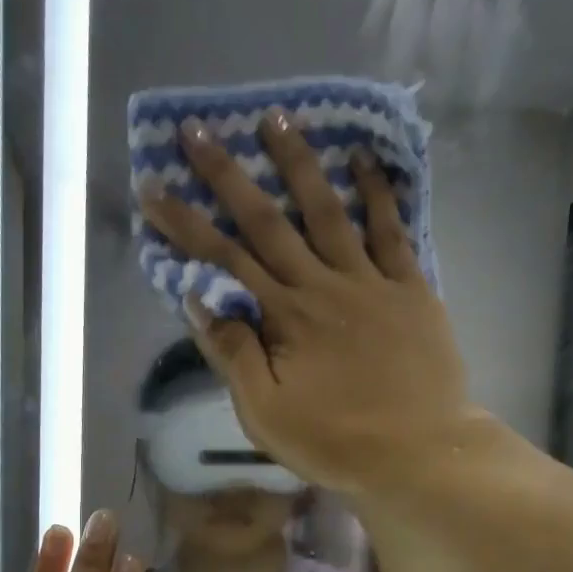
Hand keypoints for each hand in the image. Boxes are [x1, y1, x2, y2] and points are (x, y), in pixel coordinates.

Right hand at [141, 108, 480, 495]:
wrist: (419, 453)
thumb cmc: (337, 443)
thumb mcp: (267, 415)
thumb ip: (234, 355)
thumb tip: (200, 299)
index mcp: (283, 318)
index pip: (223, 260)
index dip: (185, 222)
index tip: (153, 185)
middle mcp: (321, 285)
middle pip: (267, 221)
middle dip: (227, 174)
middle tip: (198, 129)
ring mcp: (369, 282)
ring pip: (328, 210)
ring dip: (299, 163)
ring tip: (277, 118)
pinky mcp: (410, 289)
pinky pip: (391, 230)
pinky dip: (377, 192)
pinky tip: (363, 158)